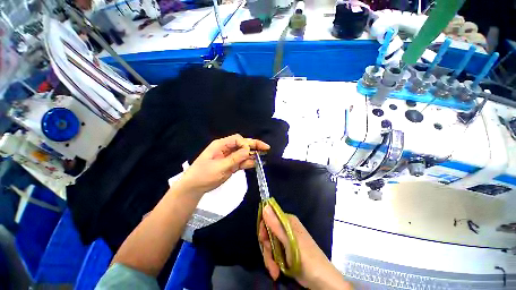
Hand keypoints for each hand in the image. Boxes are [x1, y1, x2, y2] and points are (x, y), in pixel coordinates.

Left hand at [177, 134, 269, 196]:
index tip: (250, 151)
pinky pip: (241, 162)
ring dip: (253, 155)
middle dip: (254, 146)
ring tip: (264, 156)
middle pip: (242, 145)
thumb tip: (248, 150)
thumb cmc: (204, 175)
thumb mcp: (219, 167)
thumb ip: (234, 158)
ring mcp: (229, 157)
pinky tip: (256, 163)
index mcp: (221, 145)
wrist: (195, 188)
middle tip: (266, 148)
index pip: (237, 140)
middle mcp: (226, 149)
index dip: (246, 144)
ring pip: (243, 153)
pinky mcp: (231, 165)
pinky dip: (248, 162)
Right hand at [259, 206, 352, 289]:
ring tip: (275, 271)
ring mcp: (285, 240)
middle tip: (270, 259)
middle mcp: (285, 228)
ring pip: (269, 245)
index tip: (263, 239)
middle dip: (267, 248)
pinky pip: (273, 253)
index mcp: (287, 221)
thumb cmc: (305, 257)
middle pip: (268, 233)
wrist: (320, 279)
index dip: (264, 228)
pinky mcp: (285, 252)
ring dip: (270, 259)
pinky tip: (276, 272)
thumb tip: (265, 205)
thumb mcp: (288, 241)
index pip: (269, 217)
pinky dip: (273, 263)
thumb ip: (276, 224)